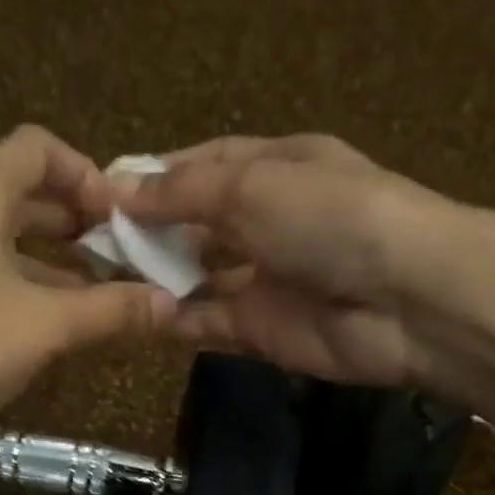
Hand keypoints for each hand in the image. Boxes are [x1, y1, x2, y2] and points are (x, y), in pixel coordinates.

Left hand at [0, 126, 176, 470]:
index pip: (38, 148)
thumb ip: (110, 311)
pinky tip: (33, 336)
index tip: (120, 222)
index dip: (86, 174)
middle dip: (73, 227)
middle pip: (19, 196)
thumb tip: (170, 305)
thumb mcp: (44, 326)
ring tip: (88, 305)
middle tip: (117, 264)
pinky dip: (10, 293)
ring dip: (45, 267)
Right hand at [113, 135, 438, 388]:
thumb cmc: (330, 216)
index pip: (204, 164)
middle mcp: (268, 220)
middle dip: (150, 231)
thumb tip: (117, 188)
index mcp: (276, 166)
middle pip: (197, 223)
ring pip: (199, 276)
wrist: (402, 299)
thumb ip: (183, 193)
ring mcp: (265, 278)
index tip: (103, 190)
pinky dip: (177, 320)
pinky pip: (209, 322)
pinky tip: (138, 315)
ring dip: (158, 277)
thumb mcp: (252, 185)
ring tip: (103, 279)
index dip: (156, 176)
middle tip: (92, 242)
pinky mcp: (262, 329)